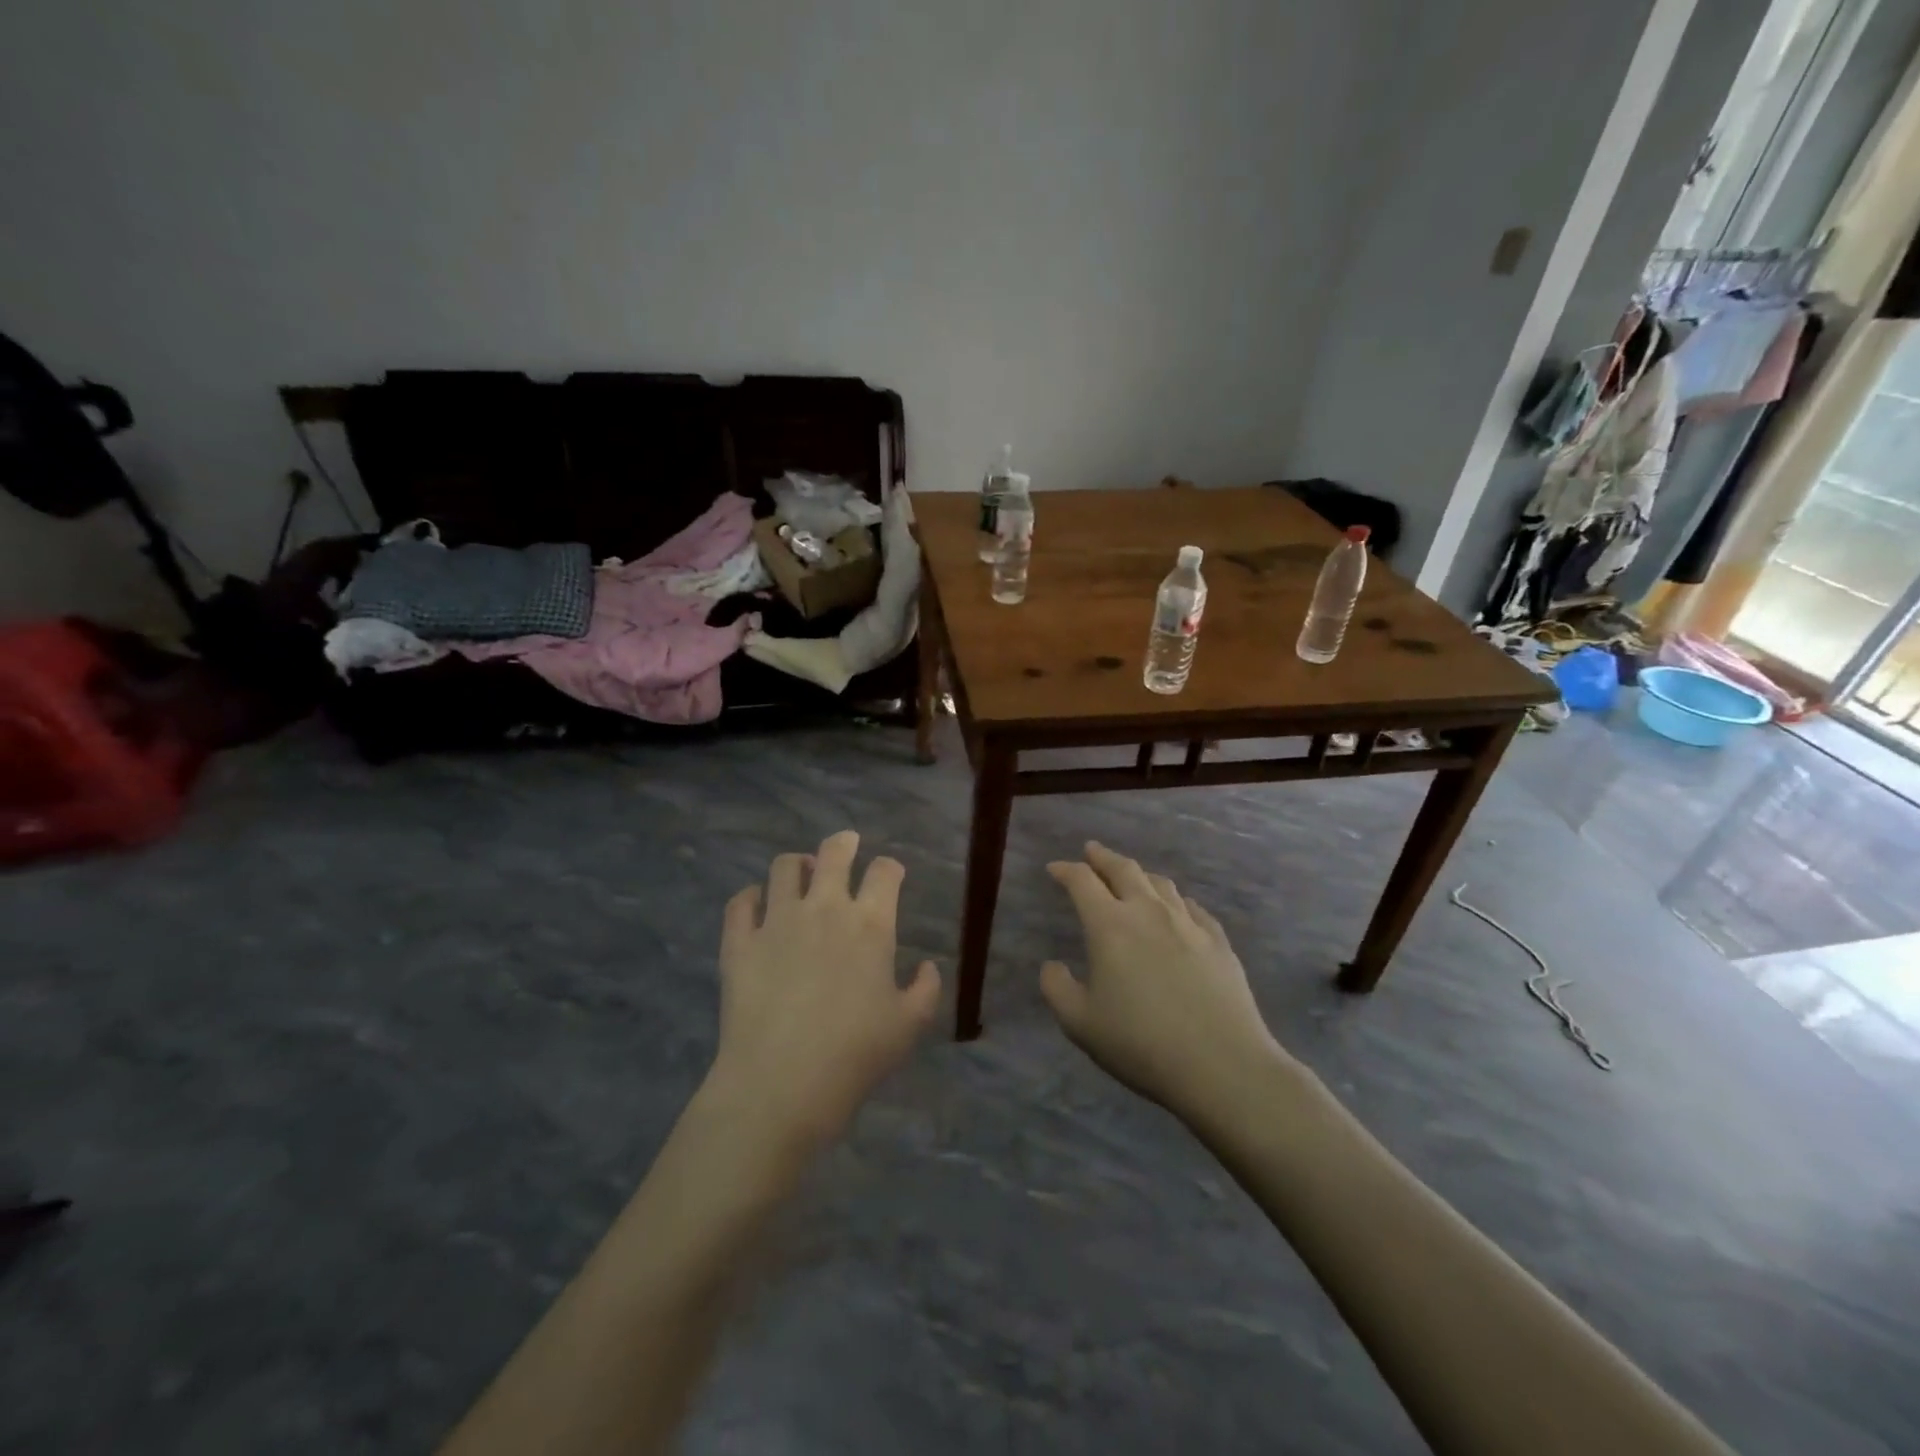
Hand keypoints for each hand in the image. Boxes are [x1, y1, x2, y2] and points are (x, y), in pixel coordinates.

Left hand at [709, 830, 940, 1150]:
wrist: (782, 1083)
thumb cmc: (855, 1054)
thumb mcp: (909, 1027)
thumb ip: (926, 990)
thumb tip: (929, 967)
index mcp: (870, 924)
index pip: (885, 872)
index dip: (890, 867)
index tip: (890, 874)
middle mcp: (824, 908)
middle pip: (834, 853)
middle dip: (844, 842)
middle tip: (846, 844)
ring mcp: (777, 920)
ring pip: (784, 867)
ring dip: (796, 864)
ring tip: (800, 873)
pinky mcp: (740, 941)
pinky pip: (741, 902)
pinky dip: (751, 897)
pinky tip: (756, 905)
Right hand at [1040, 842, 1289, 1118]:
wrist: (1222, 1065)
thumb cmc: (1141, 1043)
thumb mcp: (1080, 1024)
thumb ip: (1057, 989)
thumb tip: (1052, 965)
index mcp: (1110, 926)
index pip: (1082, 882)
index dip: (1065, 870)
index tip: (1054, 868)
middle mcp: (1148, 912)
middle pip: (1124, 869)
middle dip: (1103, 857)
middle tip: (1091, 851)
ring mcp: (1188, 924)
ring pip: (1161, 883)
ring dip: (1140, 874)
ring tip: (1131, 876)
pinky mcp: (1218, 942)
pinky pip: (1192, 907)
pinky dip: (1176, 900)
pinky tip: (1177, 908)